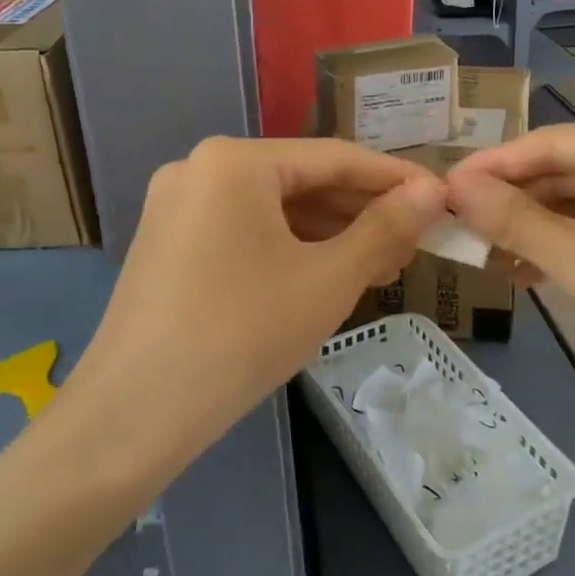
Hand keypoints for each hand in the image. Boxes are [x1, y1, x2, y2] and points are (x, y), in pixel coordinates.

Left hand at [71, 137, 446, 451]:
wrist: (132, 416)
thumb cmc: (241, 335)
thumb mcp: (327, 280)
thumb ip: (385, 229)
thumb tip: (432, 192)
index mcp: (235, 161)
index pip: (334, 158)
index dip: (394, 180)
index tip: (442, 200)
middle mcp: (200, 169)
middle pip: (301, 181)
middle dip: (361, 213)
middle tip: (414, 243)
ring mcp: (177, 207)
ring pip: (273, 210)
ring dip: (329, 234)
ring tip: (381, 265)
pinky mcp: (168, 244)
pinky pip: (244, 232)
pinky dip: (289, 249)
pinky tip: (326, 275)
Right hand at [447, 122, 574, 435]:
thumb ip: (514, 220)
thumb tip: (455, 186)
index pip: (556, 142)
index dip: (495, 165)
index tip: (444, 185)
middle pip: (573, 170)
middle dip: (517, 201)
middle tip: (460, 224)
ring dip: (540, 227)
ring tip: (486, 252)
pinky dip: (572, 244)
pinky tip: (529, 267)